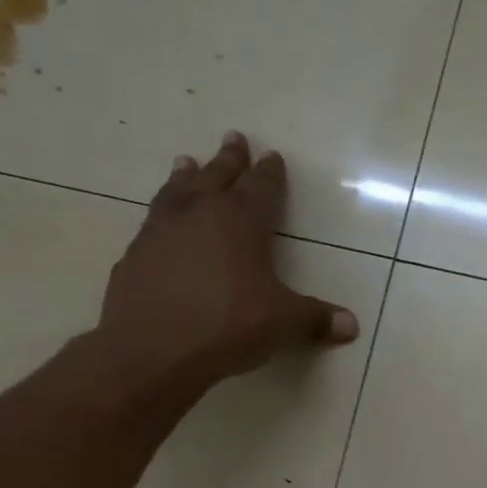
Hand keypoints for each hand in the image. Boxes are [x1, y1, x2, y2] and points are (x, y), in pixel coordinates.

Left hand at [94, 132, 357, 393]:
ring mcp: (162, 231)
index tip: (272, 156)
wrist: (153, 349)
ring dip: (187, 176)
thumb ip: (315, 319)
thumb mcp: (284, 323)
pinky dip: (162, 212)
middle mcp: (200, 215)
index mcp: (242, 222)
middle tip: (233, 137)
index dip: (269, 172)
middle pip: (218, 177)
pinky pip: (152, 221)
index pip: (261, 187)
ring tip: (186, 161)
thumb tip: (351, 326)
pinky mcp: (135, 254)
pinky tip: (161, 220)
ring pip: (178, 191)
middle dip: (229, 159)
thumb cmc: (229, 325)